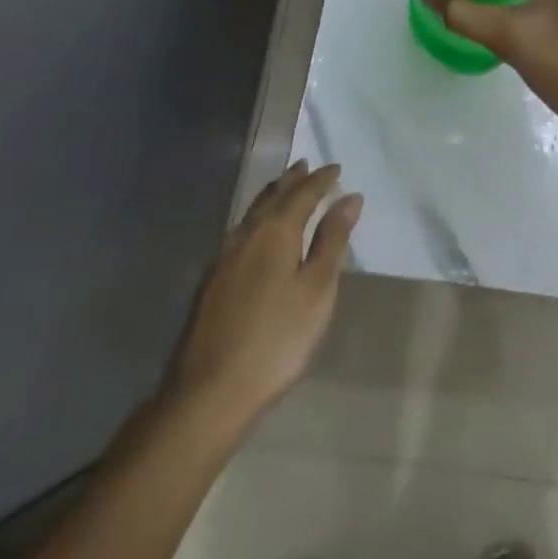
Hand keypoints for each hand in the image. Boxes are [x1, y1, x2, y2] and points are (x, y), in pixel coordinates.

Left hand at [169, 161, 361, 433]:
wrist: (207, 393)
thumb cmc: (276, 340)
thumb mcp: (316, 290)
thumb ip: (332, 241)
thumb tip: (350, 198)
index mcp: (274, 231)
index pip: (302, 193)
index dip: (320, 179)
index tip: (336, 167)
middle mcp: (245, 234)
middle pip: (272, 196)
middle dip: (291, 179)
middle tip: (306, 165)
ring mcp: (222, 258)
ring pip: (252, 213)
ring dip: (272, 195)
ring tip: (284, 187)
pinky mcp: (210, 281)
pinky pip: (240, 231)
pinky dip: (257, 218)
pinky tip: (257, 231)